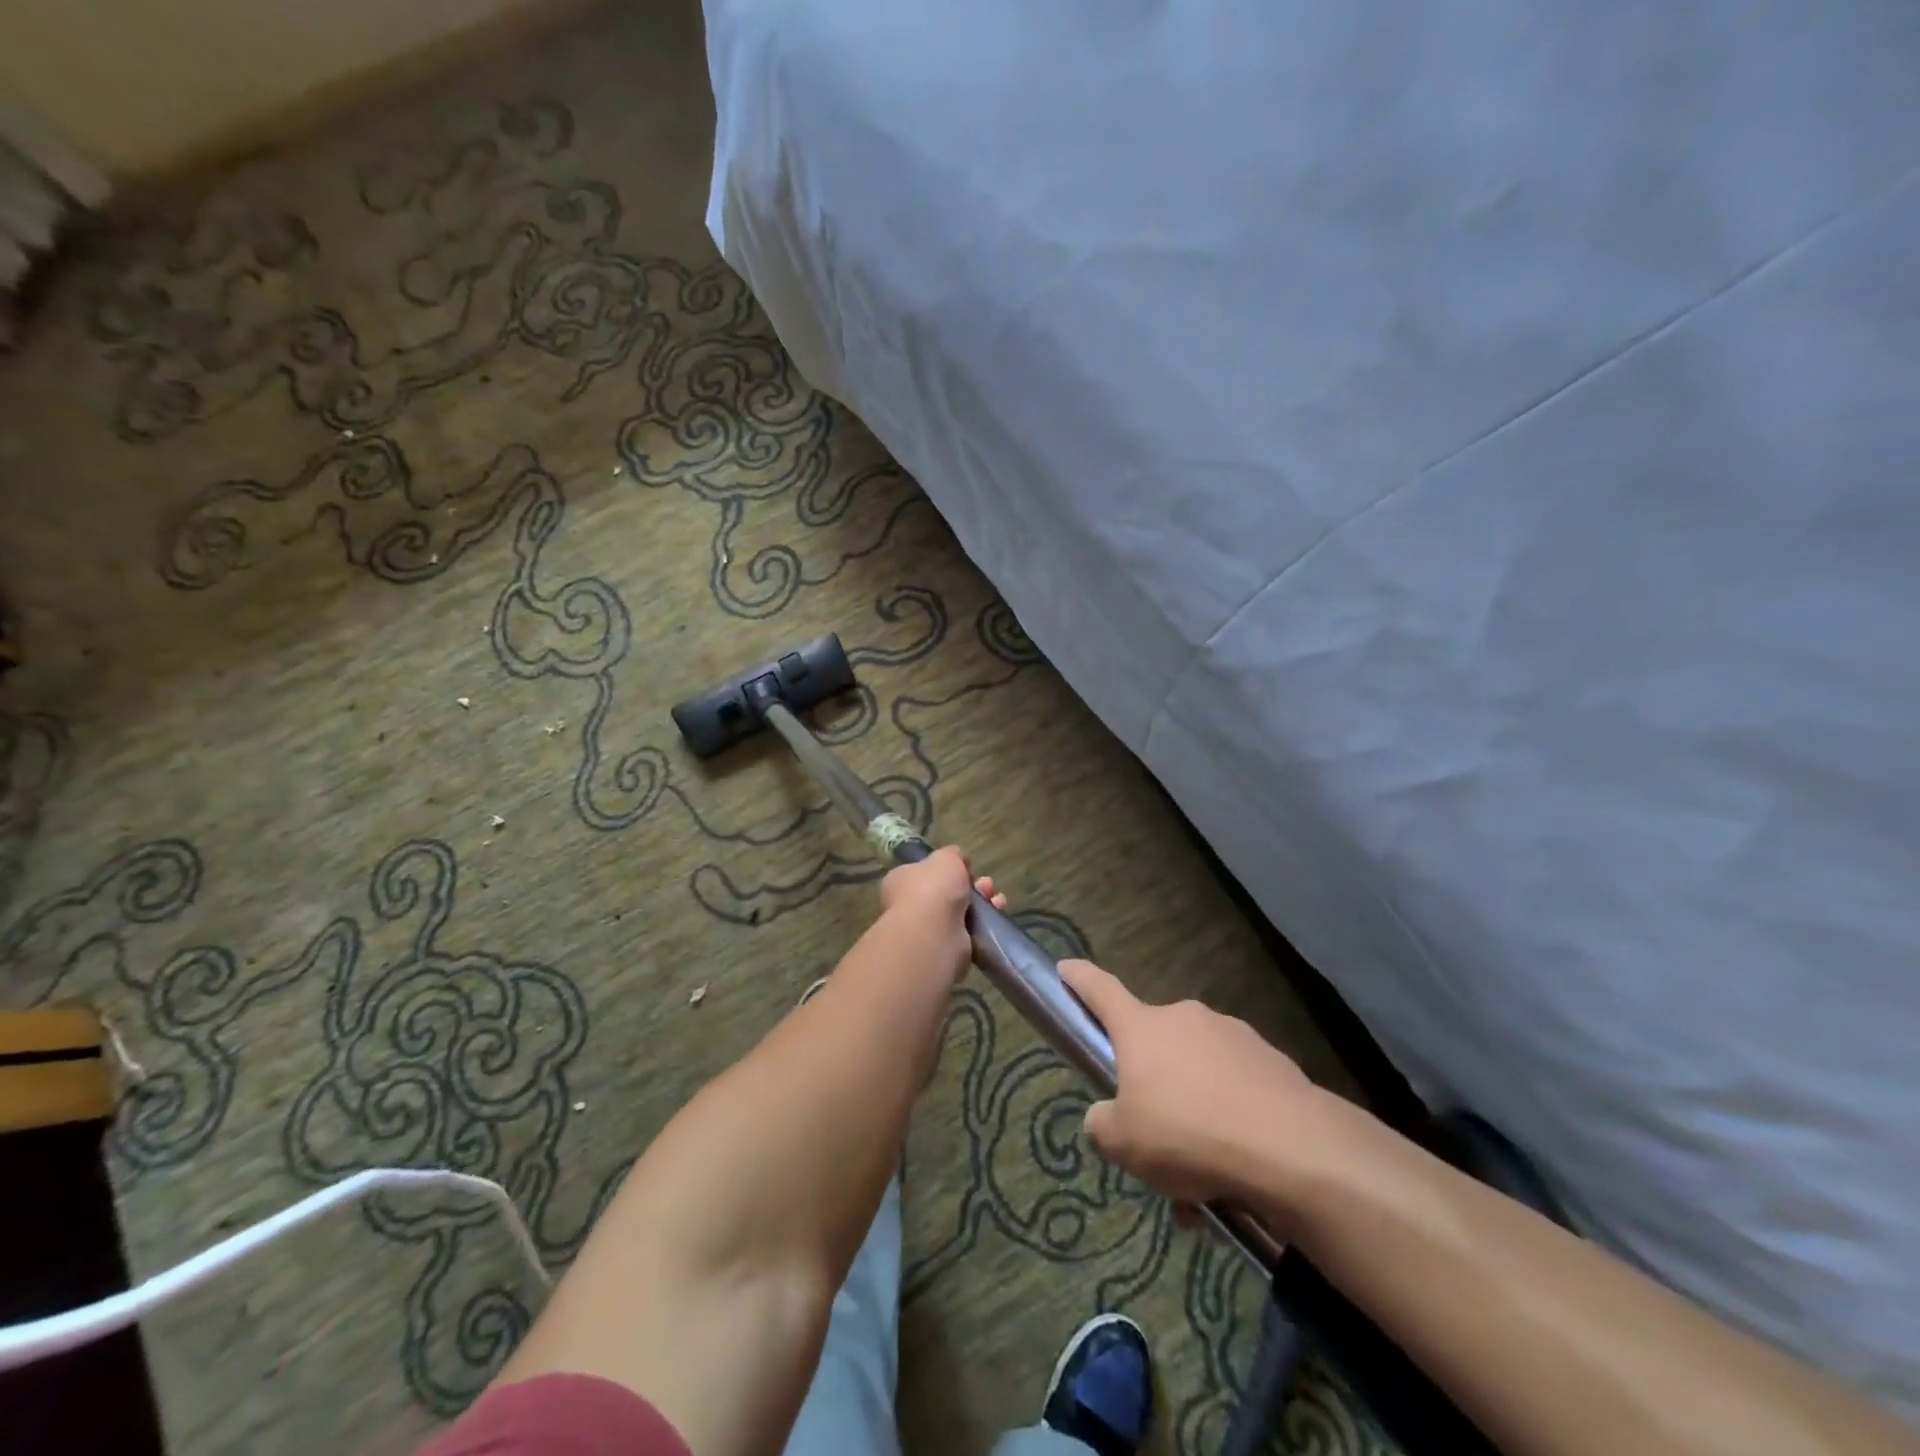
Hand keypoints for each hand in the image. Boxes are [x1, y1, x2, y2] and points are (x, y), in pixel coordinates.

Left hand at [878, 846, 1004, 983]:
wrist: (934, 934)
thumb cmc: (932, 888)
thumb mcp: (945, 857)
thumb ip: (953, 855)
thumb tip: (958, 861)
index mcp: (901, 881)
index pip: (925, 872)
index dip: (947, 868)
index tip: (966, 867)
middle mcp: (911, 906)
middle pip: (947, 891)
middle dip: (971, 885)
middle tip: (985, 883)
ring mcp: (928, 929)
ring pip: (962, 911)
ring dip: (982, 901)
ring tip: (994, 897)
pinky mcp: (946, 948)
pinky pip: (970, 931)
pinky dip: (985, 922)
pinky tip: (997, 911)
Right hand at [1060, 959, 1323, 1209]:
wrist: (1290, 1148)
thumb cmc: (1188, 1134)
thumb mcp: (1125, 1143)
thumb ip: (1103, 1125)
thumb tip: (1104, 1117)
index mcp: (1142, 1028)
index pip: (1101, 991)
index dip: (1079, 980)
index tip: (1066, 967)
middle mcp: (1185, 1019)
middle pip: (1155, 1046)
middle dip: (1154, 1087)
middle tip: (1157, 1142)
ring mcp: (1232, 1036)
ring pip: (1198, 1074)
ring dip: (1194, 1114)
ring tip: (1203, 1181)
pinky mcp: (1271, 1061)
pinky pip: (1237, 1089)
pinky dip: (1231, 1122)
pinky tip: (1239, 1173)